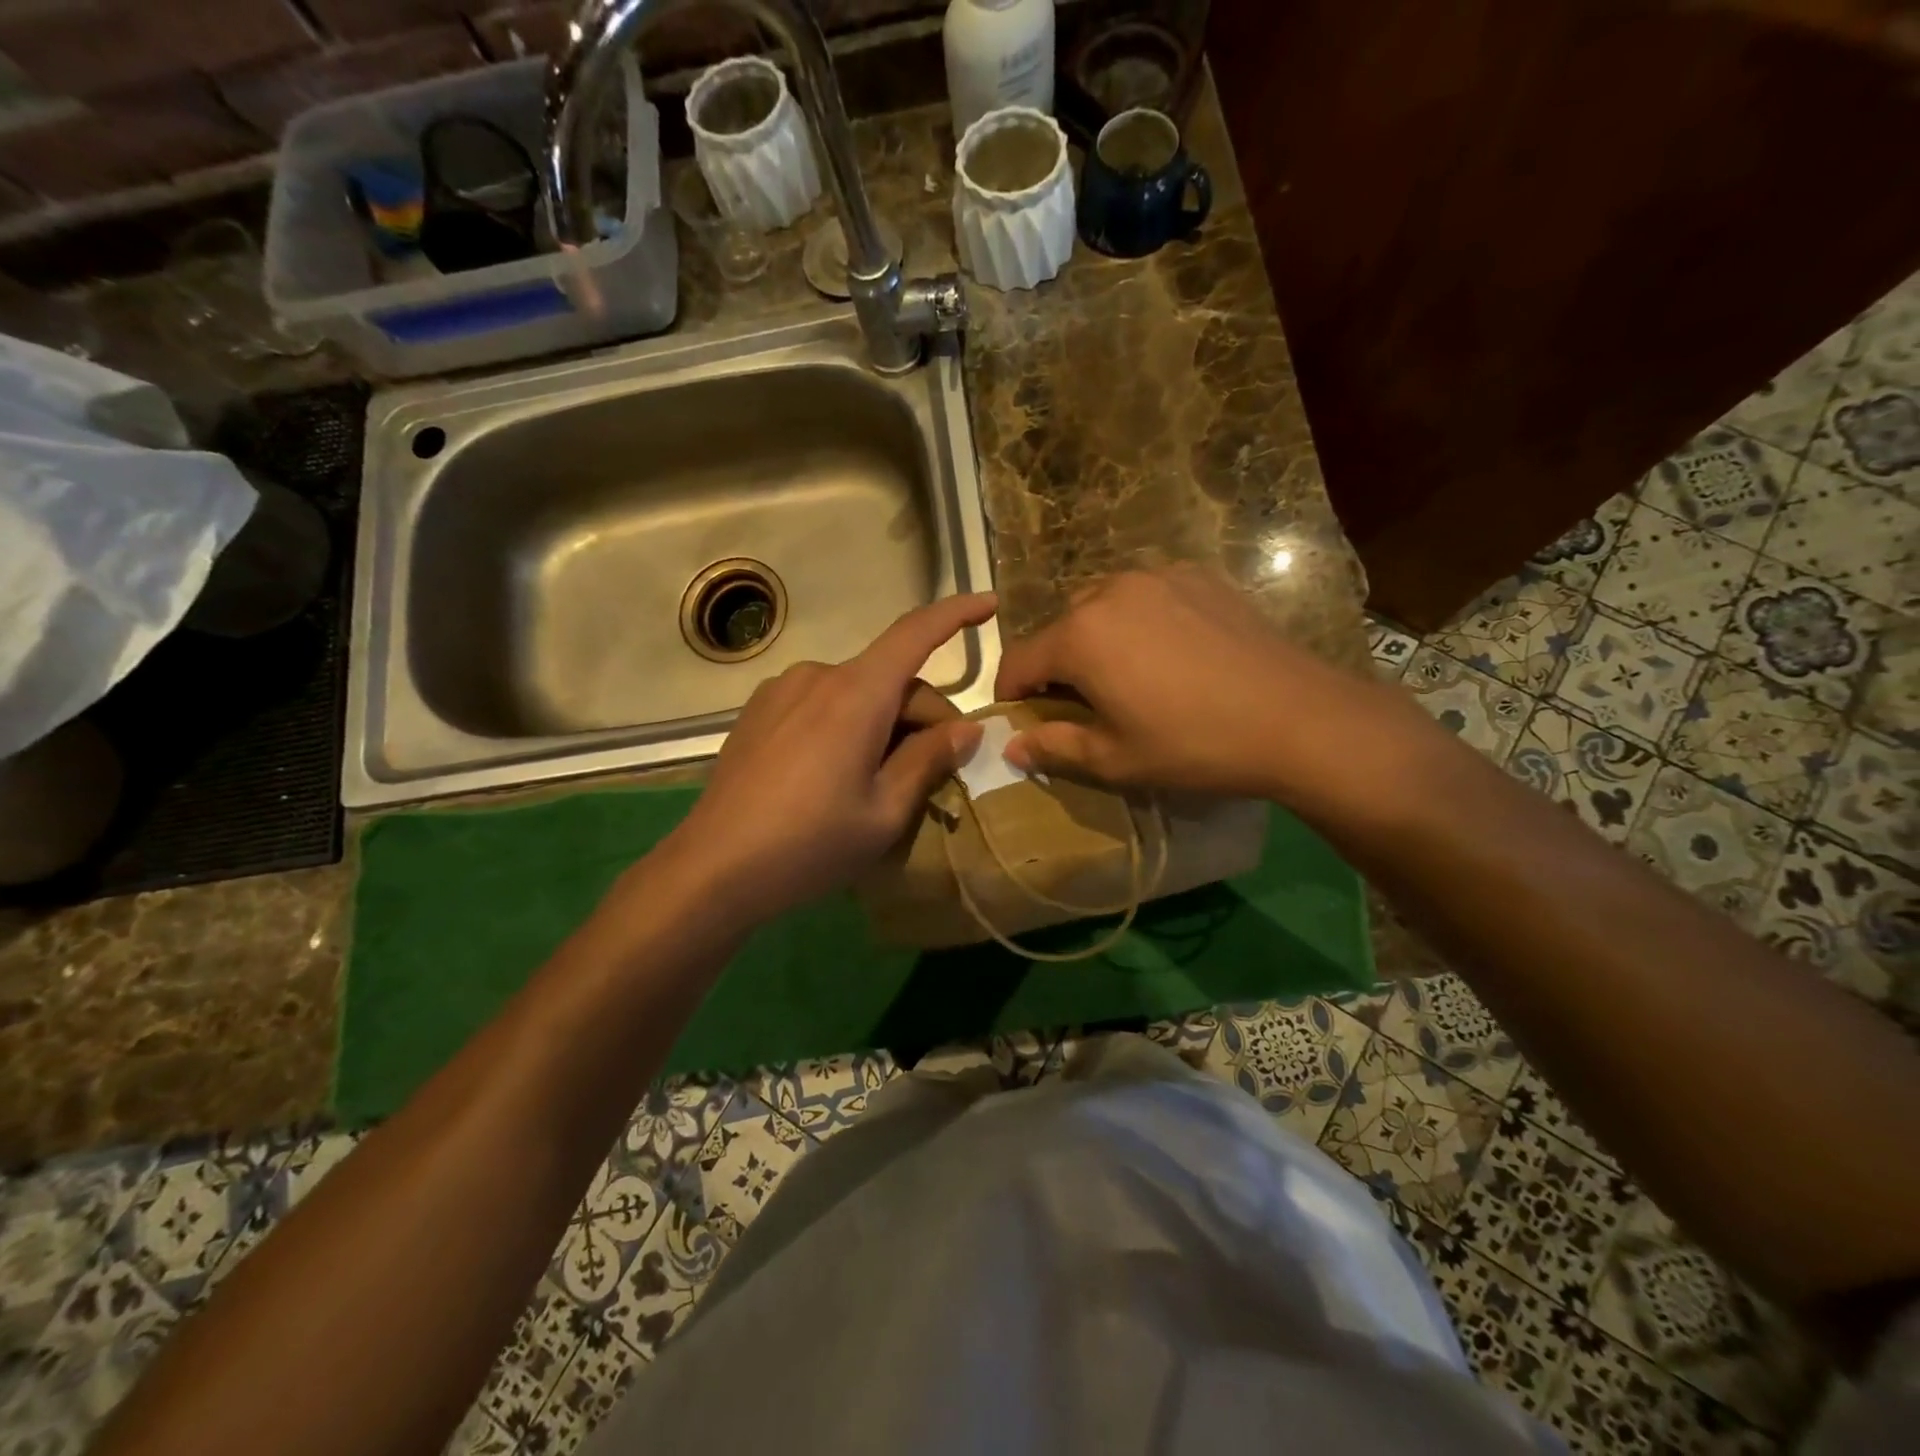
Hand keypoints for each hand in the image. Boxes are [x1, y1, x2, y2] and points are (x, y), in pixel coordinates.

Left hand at [653, 593, 995, 923]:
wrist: (712, 868)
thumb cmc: (809, 844)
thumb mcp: (884, 812)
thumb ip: (929, 760)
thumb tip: (967, 728)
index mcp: (855, 694)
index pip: (916, 633)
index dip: (956, 613)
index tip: (990, 603)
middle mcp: (818, 676)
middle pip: (891, 679)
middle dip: (924, 717)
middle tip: (938, 773)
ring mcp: (782, 690)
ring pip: (858, 693)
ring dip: (884, 723)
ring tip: (881, 781)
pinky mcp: (759, 710)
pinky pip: (823, 704)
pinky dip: (849, 724)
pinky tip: (836, 773)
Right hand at [995, 566, 1435, 806]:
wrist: (1297, 718)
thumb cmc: (1193, 745)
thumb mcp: (1115, 758)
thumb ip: (1053, 746)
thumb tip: (1011, 746)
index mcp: (1080, 635)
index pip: (1020, 659)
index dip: (1011, 692)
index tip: (1021, 717)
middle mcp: (1110, 591)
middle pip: (1060, 627)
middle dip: (1057, 664)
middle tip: (1083, 703)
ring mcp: (1158, 576)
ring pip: (1102, 605)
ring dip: (1097, 637)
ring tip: (1128, 674)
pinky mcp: (1199, 576)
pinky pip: (1147, 594)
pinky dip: (1140, 620)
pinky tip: (1170, 653)